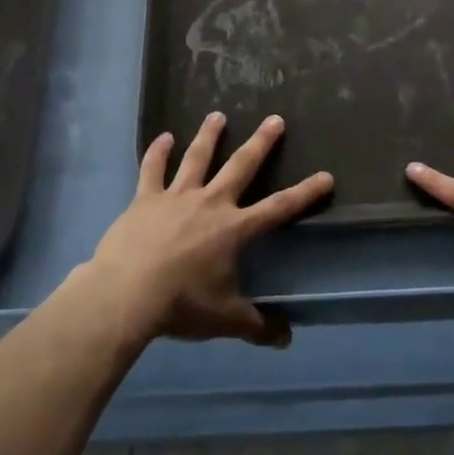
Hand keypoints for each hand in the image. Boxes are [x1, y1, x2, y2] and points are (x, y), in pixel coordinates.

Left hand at [85, 112, 332, 348]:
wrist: (127, 293)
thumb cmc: (181, 305)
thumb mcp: (225, 320)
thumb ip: (256, 326)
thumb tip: (286, 339)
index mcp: (234, 229)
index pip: (279, 208)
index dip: (304, 193)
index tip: (326, 175)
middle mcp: (210, 203)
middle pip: (241, 166)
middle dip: (261, 143)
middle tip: (275, 119)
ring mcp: (176, 196)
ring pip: (197, 157)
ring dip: (209, 135)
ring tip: (217, 115)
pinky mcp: (146, 198)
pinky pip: (152, 169)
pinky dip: (157, 152)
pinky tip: (163, 137)